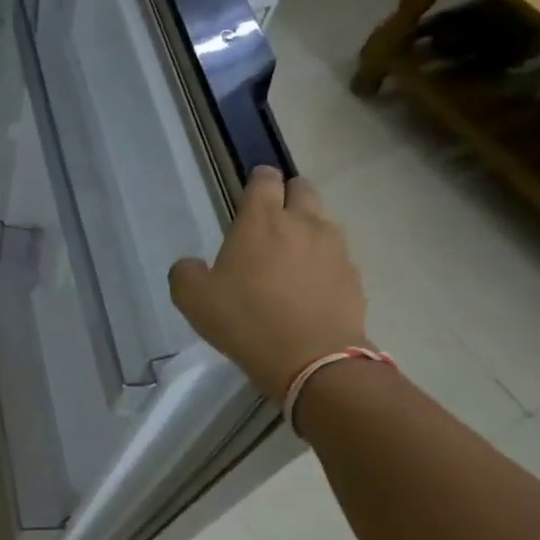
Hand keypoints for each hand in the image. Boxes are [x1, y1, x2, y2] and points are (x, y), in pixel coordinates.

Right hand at [168, 167, 368, 402]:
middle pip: (302, 188)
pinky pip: (337, 255)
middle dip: (288, 193)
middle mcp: (302, 223)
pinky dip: (324, 260)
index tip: (251, 188)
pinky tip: (310, 284)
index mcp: (261, 221)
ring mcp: (334, 248)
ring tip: (292, 252)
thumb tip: (192, 265)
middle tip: (272, 216)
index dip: (258, 179)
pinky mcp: (353, 276)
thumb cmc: (245, 320)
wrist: (312, 360)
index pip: (264, 180)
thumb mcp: (192, 298)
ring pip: (324, 220)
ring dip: (308, 226)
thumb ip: (186, 272)